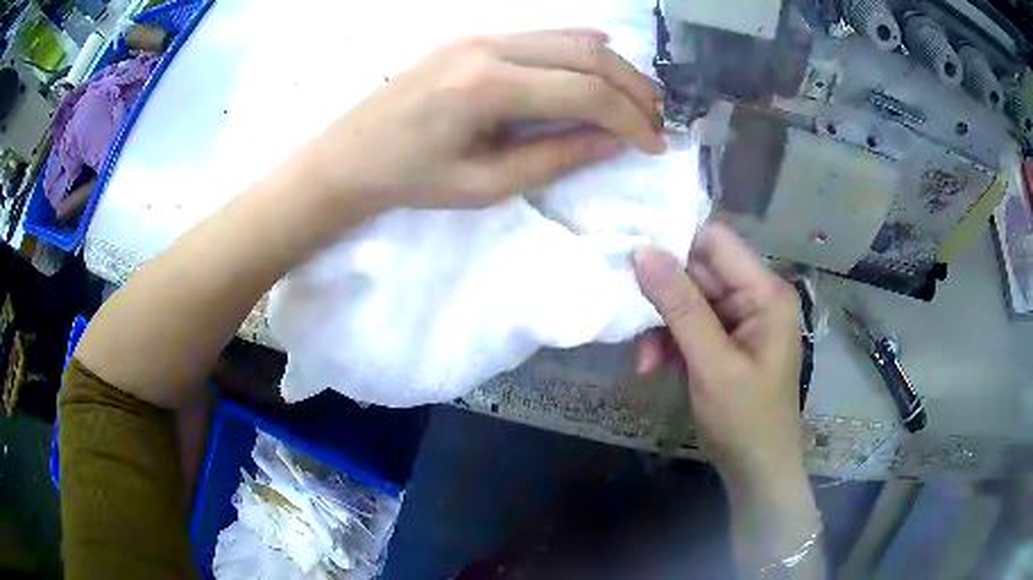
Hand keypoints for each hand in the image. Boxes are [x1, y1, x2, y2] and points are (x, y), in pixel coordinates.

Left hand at [310, 29, 665, 208]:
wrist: (350, 156)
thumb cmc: (411, 179)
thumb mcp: (485, 184)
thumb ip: (555, 156)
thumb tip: (613, 142)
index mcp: (489, 87)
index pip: (585, 92)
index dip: (630, 119)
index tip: (654, 145)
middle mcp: (490, 47)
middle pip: (586, 55)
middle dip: (632, 88)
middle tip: (656, 119)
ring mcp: (480, 36)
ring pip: (568, 39)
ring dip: (611, 67)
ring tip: (638, 97)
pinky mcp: (473, 37)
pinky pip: (540, 34)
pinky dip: (579, 45)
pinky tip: (602, 55)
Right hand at [632, 223, 803, 487]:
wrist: (757, 470)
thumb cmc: (745, 420)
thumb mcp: (711, 364)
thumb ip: (680, 306)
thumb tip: (642, 251)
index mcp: (765, 292)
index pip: (715, 241)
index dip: (674, 242)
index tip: (630, 255)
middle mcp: (755, 296)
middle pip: (699, 272)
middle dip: (663, 299)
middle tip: (629, 319)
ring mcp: (740, 319)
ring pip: (688, 301)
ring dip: (662, 328)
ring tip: (645, 362)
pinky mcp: (725, 340)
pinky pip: (690, 326)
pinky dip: (669, 344)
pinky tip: (654, 368)